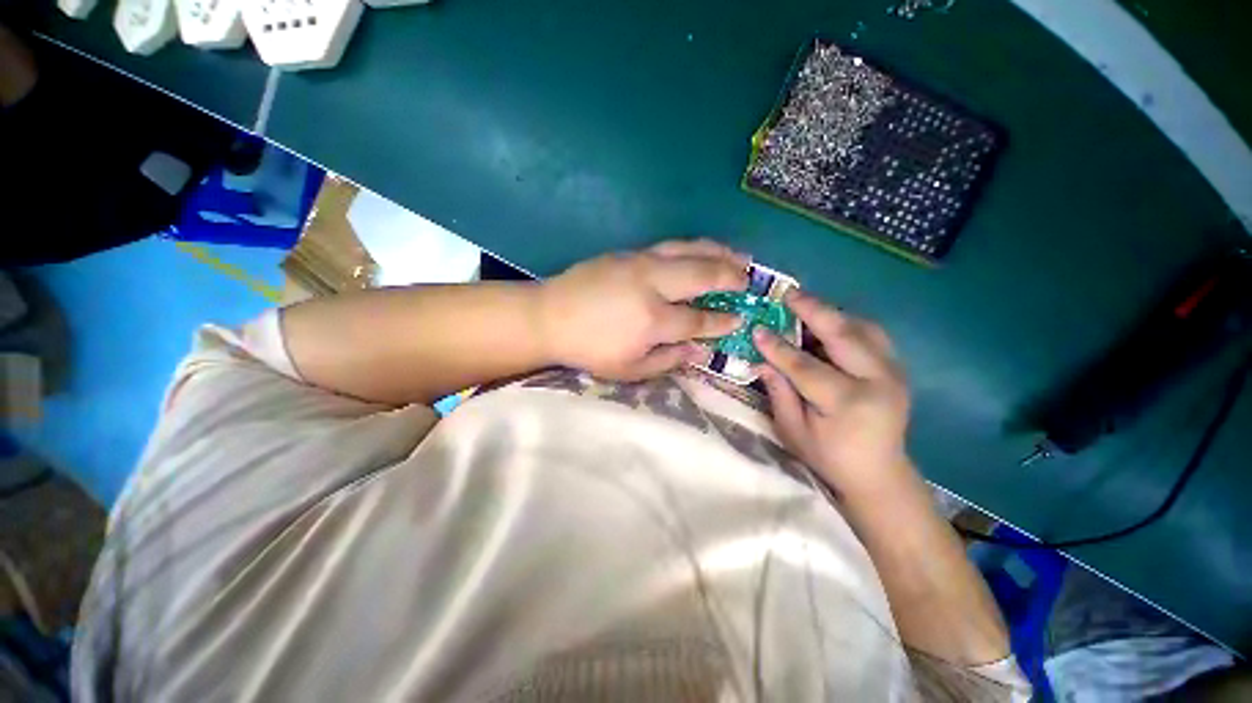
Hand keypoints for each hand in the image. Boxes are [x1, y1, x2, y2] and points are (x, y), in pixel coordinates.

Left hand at [538, 240, 747, 380]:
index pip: (699, 319)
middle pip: (702, 274)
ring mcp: (640, 263)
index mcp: (653, 320)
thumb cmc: (589, 349)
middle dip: (731, 276)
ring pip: (689, 250)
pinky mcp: (628, 252)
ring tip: (740, 255)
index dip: (722, 321)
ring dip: (718, 252)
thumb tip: (698, 350)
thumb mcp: (628, 369)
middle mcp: (652, 285)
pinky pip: (670, 246)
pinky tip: (702, 250)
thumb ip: (667, 360)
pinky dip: (694, 247)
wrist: (550, 316)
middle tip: (749, 280)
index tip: (740, 319)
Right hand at [754, 290, 914, 495]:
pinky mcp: (896, 368)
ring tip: (804, 304)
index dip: (778, 346)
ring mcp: (893, 371)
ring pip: (862, 327)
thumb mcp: (793, 431)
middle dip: (812, 310)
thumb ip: (778, 392)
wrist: (879, 474)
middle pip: (843, 334)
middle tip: (788, 294)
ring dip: (832, 312)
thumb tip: (760, 359)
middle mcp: (877, 380)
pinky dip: (847, 322)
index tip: (757, 328)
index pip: (805, 366)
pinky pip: (871, 334)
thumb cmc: (829, 457)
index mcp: (848, 402)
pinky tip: (827, 323)